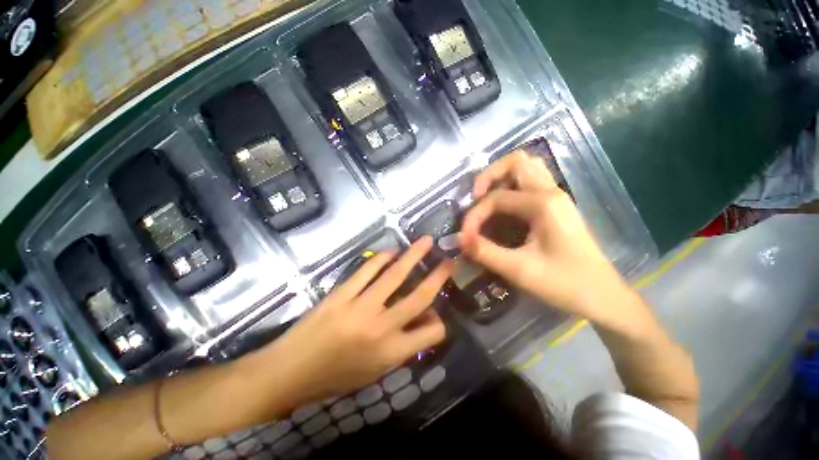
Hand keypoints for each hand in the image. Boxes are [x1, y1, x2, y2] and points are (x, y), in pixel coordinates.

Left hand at [258, 237, 450, 406]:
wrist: (289, 371)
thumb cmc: (334, 377)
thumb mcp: (374, 372)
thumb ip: (401, 347)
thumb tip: (419, 320)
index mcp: (390, 353)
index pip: (431, 333)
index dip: (439, 322)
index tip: (436, 312)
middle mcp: (381, 327)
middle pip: (419, 296)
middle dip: (438, 276)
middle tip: (448, 260)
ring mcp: (360, 307)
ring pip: (394, 275)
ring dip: (413, 256)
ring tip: (425, 242)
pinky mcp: (341, 294)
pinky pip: (366, 270)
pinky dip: (381, 258)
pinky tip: (391, 251)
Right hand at [459, 152, 635, 325]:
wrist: (603, 297)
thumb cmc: (564, 284)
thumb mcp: (519, 270)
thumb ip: (484, 251)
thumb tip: (458, 239)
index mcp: (543, 204)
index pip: (496, 197)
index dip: (474, 215)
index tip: (465, 237)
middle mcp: (551, 192)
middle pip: (517, 162)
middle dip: (489, 175)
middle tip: (475, 198)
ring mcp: (557, 197)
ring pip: (526, 168)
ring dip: (502, 177)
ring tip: (486, 199)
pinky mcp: (557, 206)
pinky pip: (531, 183)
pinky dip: (512, 186)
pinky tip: (503, 208)